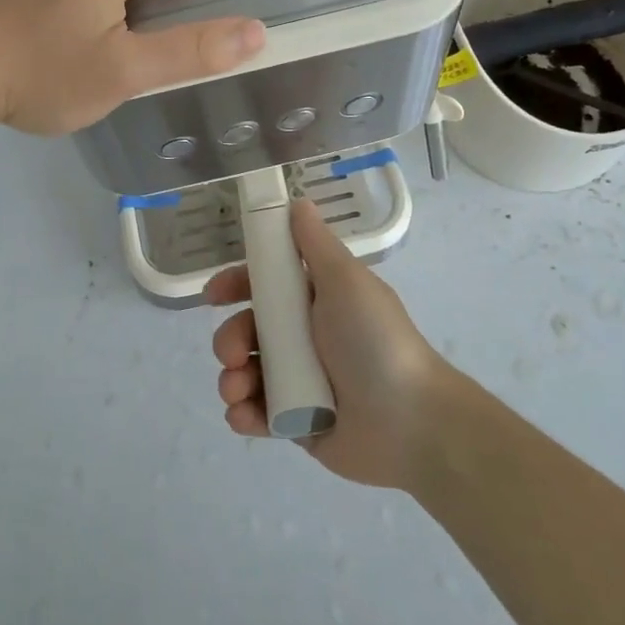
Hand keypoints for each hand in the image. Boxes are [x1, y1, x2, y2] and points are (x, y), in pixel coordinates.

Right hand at [205, 200, 446, 488]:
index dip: (236, 285)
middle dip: (229, 339)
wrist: (410, 422)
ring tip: (239, 389)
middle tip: (233, 354)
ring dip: (231, 379)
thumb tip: (297, 201)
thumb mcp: (346, 281)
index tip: (214, 295)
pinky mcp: (296, 424)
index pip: (265, 285)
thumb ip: (315, 243)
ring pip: (245, 372)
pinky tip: (243, 414)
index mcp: (316, 301)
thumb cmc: (375, 341)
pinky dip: (242, 414)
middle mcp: (304, 338)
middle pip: (248, 330)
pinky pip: (256, 414)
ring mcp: (298, 383)